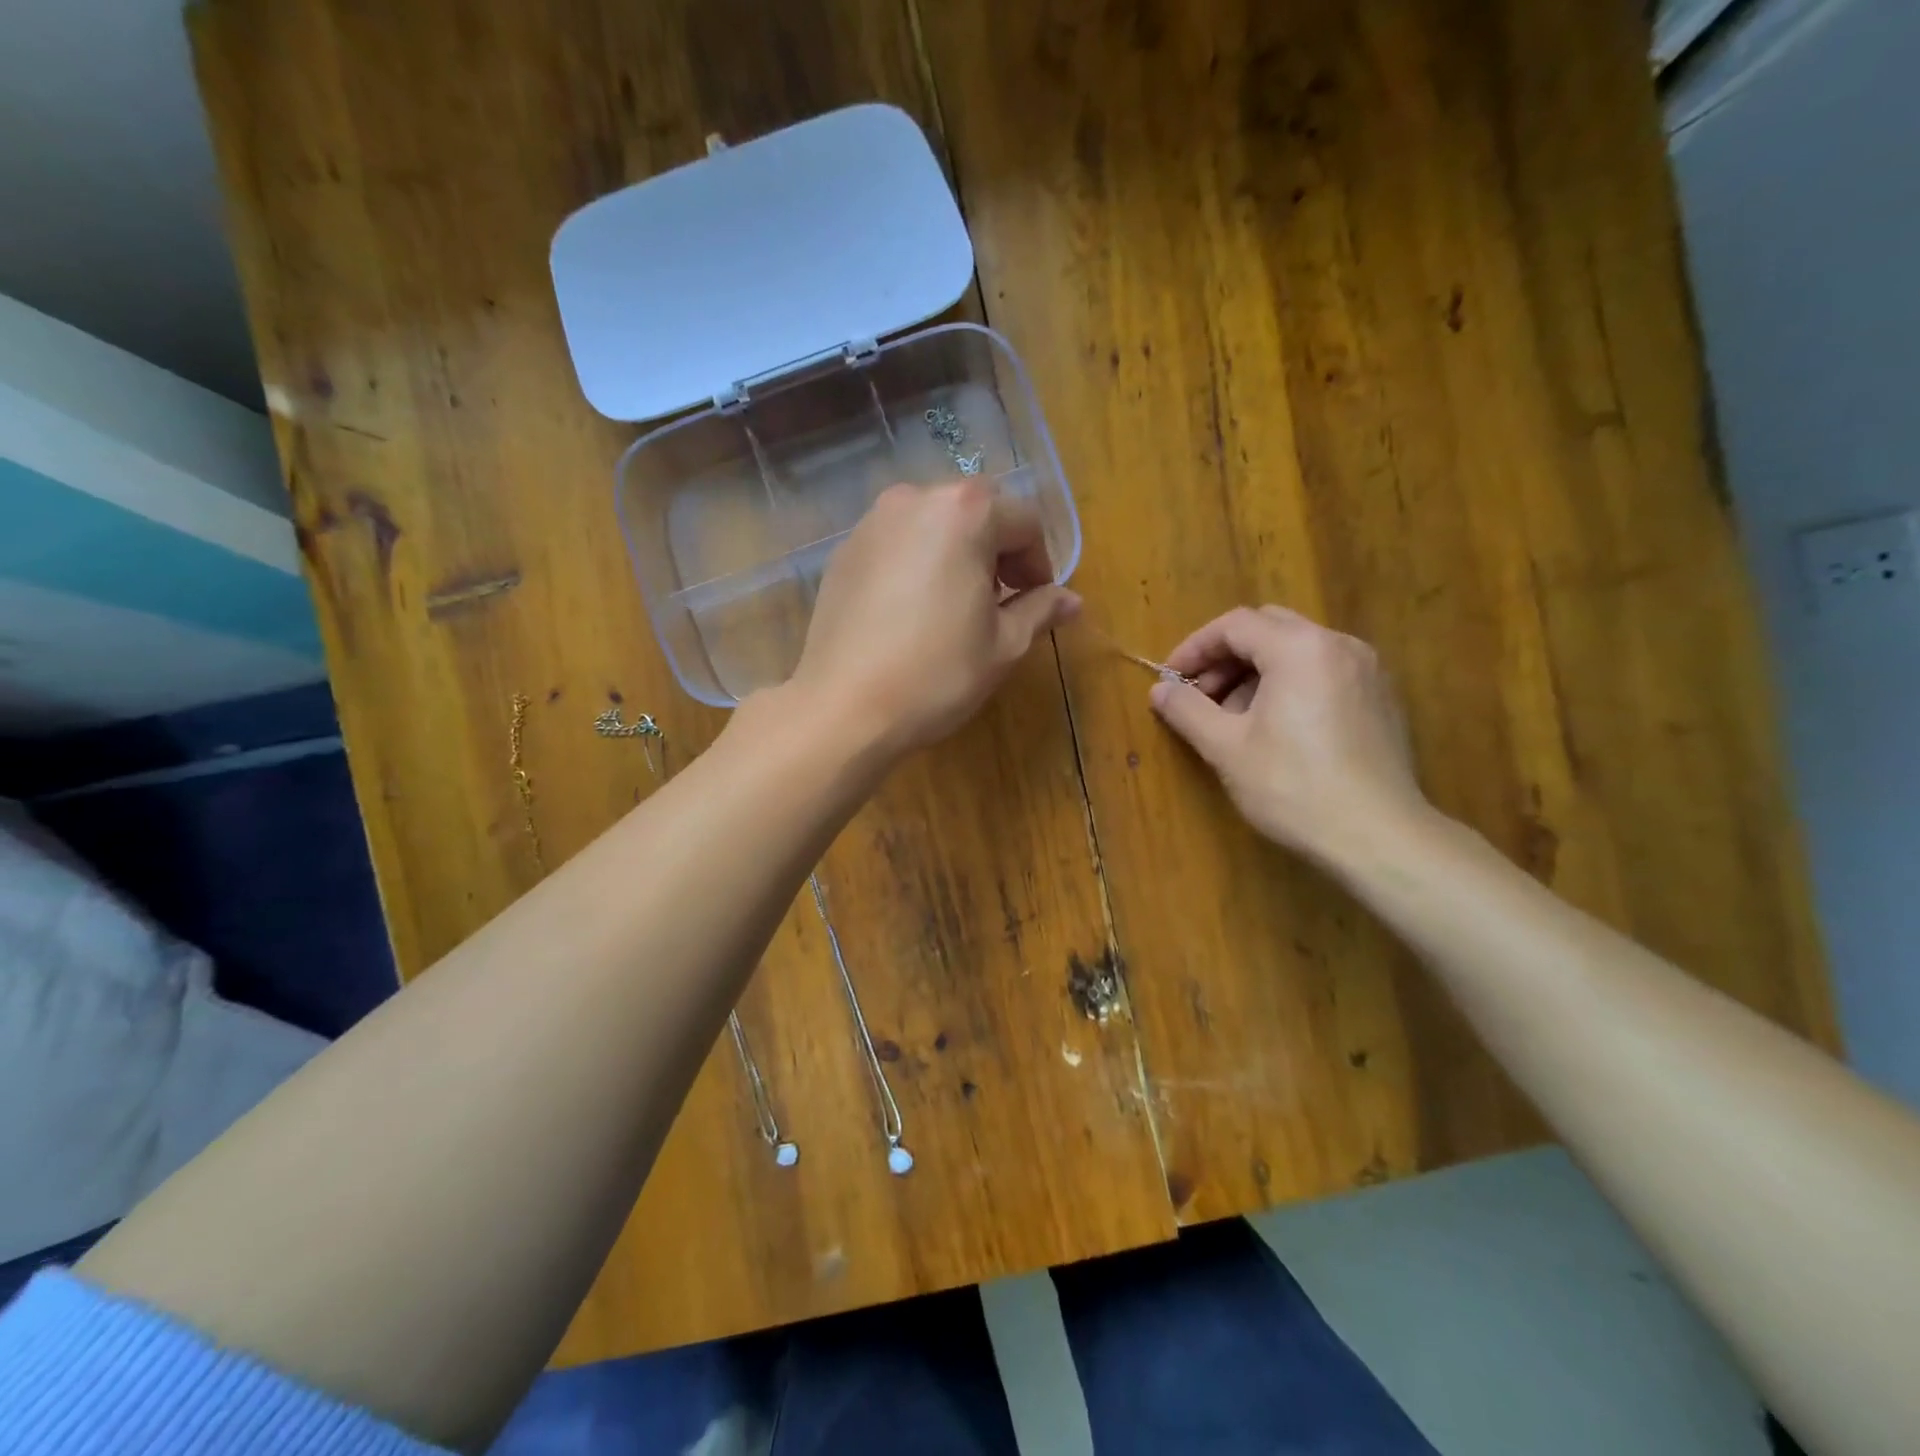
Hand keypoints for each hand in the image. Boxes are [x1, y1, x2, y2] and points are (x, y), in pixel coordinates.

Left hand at [789, 481, 1080, 753]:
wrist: (844, 708)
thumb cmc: (936, 674)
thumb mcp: (1003, 645)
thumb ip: (1040, 610)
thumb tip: (1072, 600)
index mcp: (964, 511)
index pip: (1024, 521)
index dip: (1039, 563)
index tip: (1037, 602)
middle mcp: (914, 500)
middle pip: (976, 513)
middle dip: (998, 552)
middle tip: (1001, 603)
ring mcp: (871, 523)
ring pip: (933, 525)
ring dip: (957, 555)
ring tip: (957, 607)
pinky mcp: (843, 552)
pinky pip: (897, 544)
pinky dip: (917, 564)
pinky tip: (913, 612)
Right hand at [1148, 606, 1432, 867]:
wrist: (1378, 837)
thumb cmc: (1293, 787)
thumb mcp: (1226, 748)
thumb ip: (1187, 710)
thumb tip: (1159, 690)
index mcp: (1299, 648)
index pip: (1235, 625)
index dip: (1194, 648)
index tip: (1170, 680)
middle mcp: (1338, 645)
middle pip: (1268, 629)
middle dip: (1226, 657)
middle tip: (1200, 696)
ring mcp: (1367, 670)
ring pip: (1297, 650)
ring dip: (1256, 673)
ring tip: (1233, 719)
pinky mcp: (1380, 698)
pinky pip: (1323, 672)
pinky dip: (1289, 685)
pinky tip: (1275, 729)